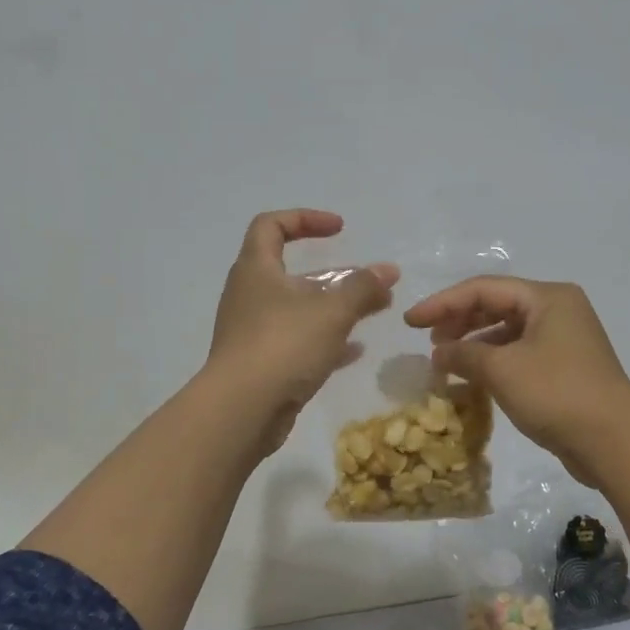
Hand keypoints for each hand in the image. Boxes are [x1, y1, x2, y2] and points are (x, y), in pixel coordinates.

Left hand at [207, 209, 397, 454]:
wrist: (241, 410)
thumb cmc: (283, 345)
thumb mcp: (331, 311)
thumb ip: (362, 287)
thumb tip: (388, 271)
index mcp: (256, 269)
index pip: (271, 225)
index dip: (305, 219)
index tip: (339, 229)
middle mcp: (250, 295)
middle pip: (291, 271)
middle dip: (334, 274)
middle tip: (369, 281)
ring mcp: (253, 332)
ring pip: (298, 310)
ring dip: (334, 308)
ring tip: (374, 312)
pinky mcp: (261, 365)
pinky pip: (297, 343)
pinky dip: (325, 341)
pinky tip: (355, 350)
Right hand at [403, 277, 629, 485]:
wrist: (615, 442)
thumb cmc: (557, 394)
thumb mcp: (502, 370)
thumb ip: (463, 354)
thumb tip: (439, 352)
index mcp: (548, 297)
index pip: (483, 289)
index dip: (442, 303)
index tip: (410, 322)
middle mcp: (559, 310)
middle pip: (497, 305)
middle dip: (459, 321)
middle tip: (428, 341)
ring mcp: (565, 339)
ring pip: (508, 331)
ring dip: (475, 343)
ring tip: (445, 361)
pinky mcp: (566, 368)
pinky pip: (520, 353)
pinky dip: (494, 361)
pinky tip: (473, 378)